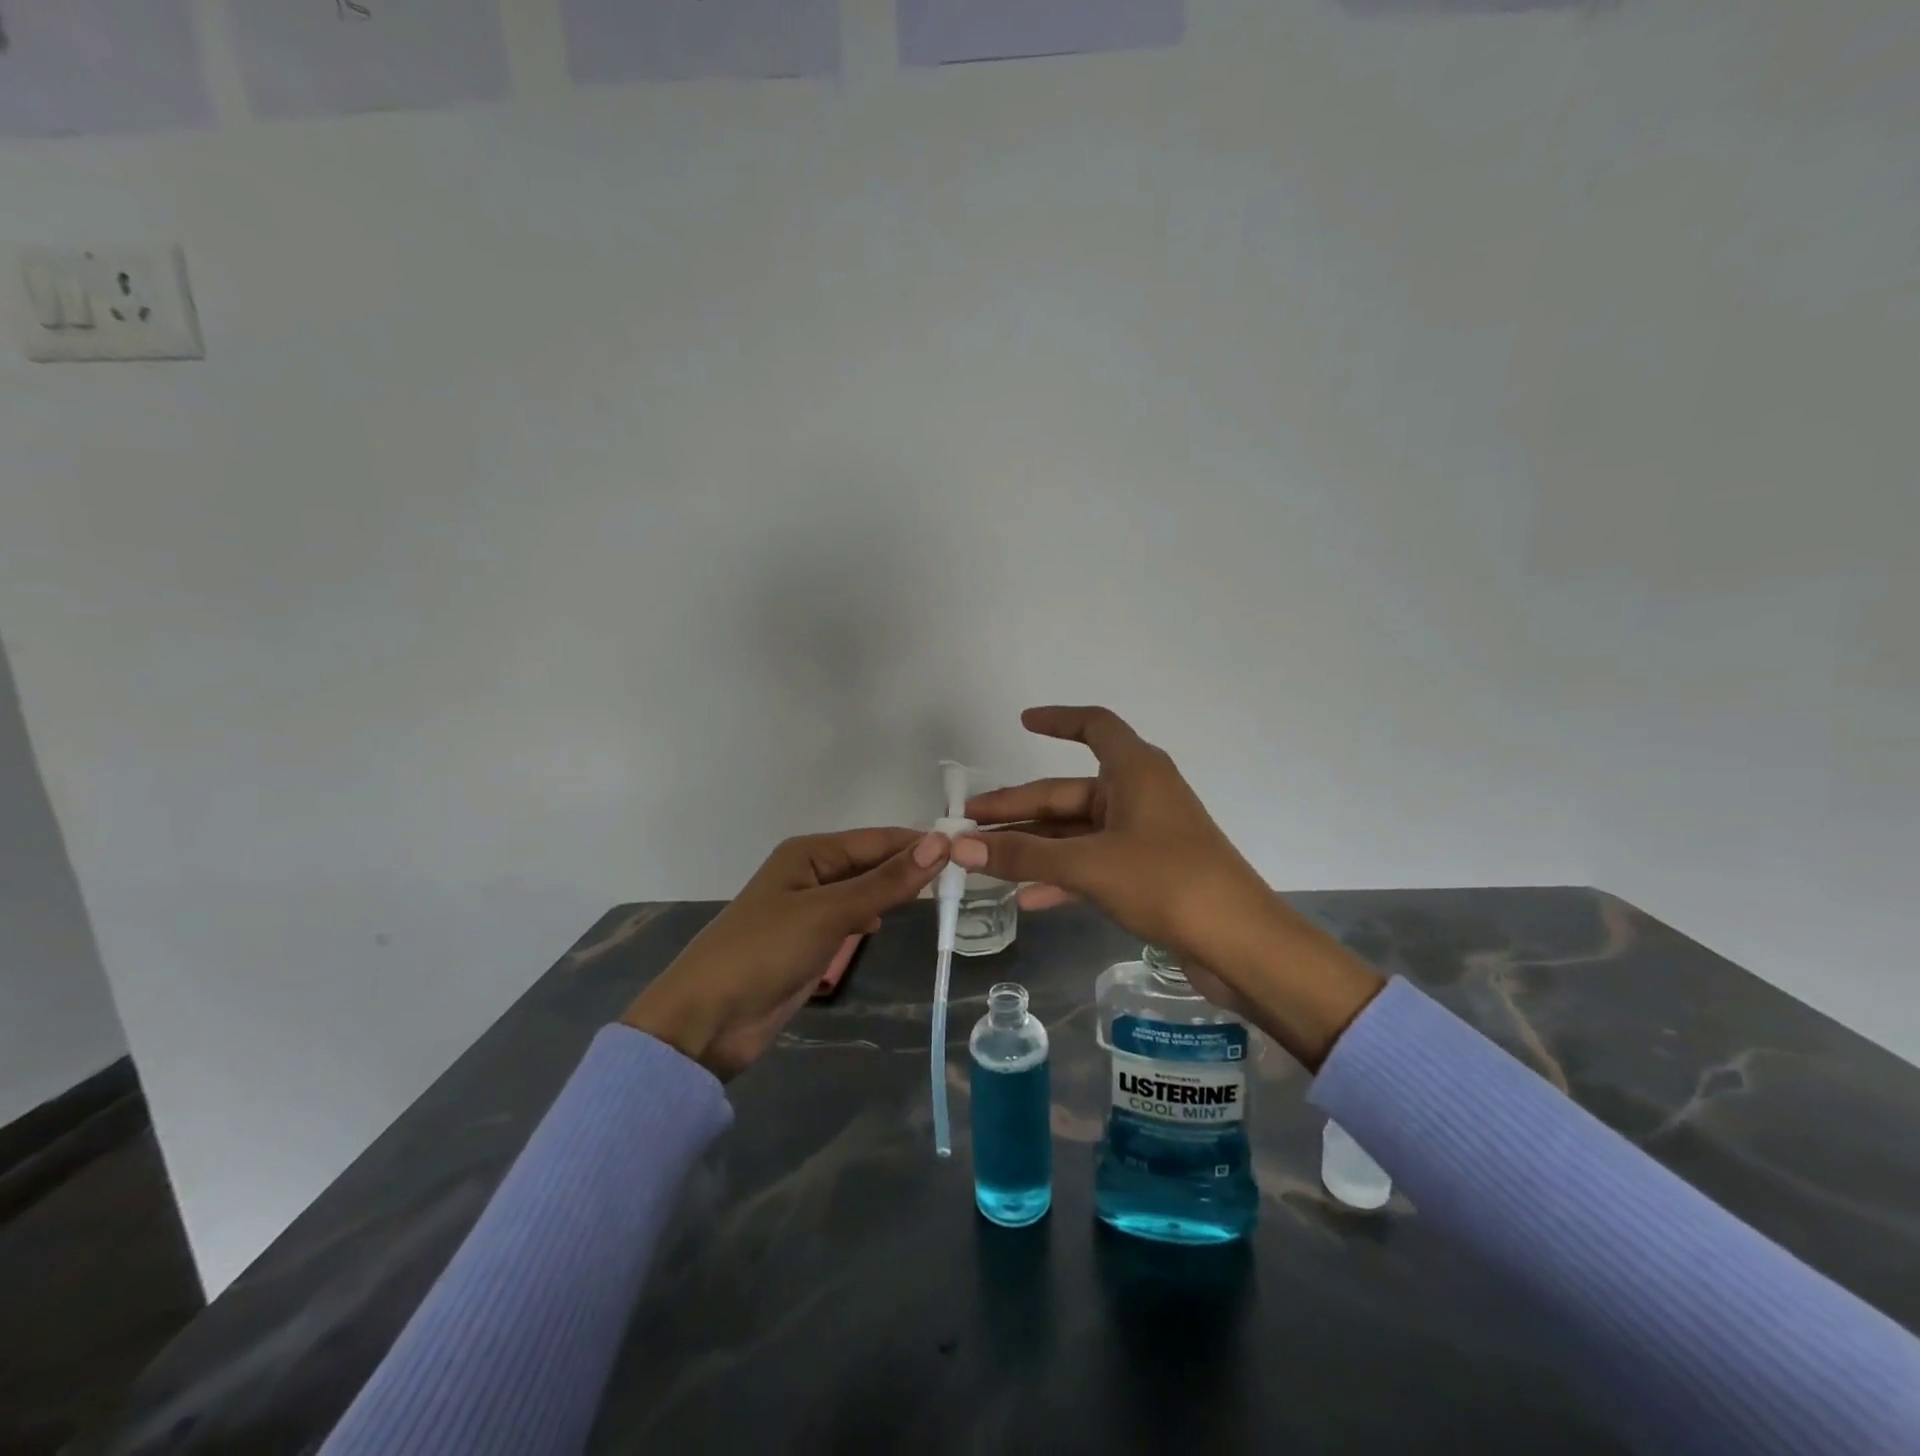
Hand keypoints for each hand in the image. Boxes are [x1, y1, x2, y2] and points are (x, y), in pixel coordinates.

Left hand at [622, 828, 951, 1078]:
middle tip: (965, 877)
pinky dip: (873, 918)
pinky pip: (851, 921)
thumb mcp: (830, 913)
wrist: (706, 1020)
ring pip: (864, 893)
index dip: (919, 843)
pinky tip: (891, 924)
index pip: (877, 839)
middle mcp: (811, 874)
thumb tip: (939, 845)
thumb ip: (885, 882)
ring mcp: (810, 910)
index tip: (967, 850)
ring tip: (943, 896)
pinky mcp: (809, 943)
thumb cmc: (764, 952)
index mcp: (810, 853)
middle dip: (910, 868)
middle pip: (871, 864)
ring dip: (895, 893)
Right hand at [952, 707, 1381, 1067]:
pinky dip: (1060, 875)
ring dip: (1033, 846)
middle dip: (1019, 808)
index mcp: (1135, 771)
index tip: (1022, 722)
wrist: (1241, 944)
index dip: (1058, 720)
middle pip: (1067, 792)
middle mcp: (1139, 794)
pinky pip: (1091, 863)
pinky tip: (1025, 899)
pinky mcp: (1146, 872)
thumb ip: (1023, 856)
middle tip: (969, 823)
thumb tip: (958, 846)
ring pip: (1075, 832)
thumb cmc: (1168, 882)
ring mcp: (1143, 835)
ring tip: (984, 861)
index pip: (1094, 727)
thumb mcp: (1089, 866)